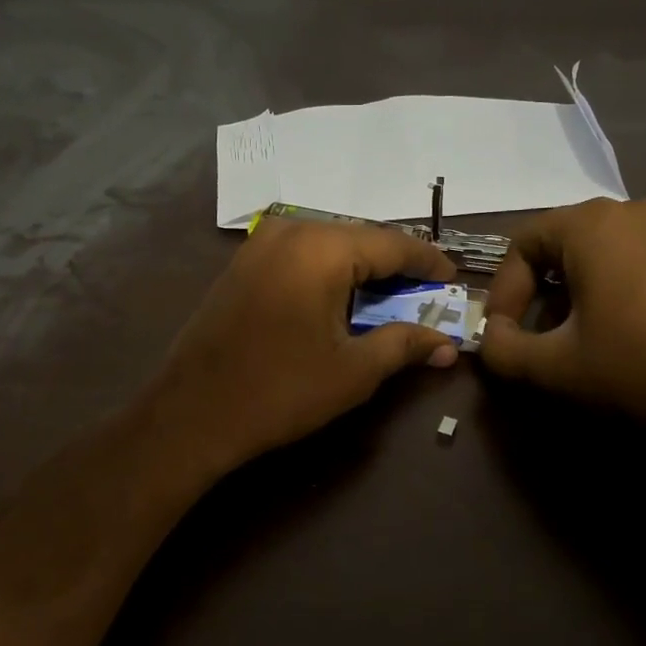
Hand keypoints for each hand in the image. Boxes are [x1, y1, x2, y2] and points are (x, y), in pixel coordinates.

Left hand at [143, 218, 458, 477]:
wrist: (194, 413)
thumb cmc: (280, 391)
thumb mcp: (353, 371)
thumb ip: (404, 345)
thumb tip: (448, 345)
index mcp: (321, 249)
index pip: (391, 244)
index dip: (427, 263)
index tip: (451, 279)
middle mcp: (290, 232)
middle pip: (359, 238)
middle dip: (394, 265)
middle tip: (424, 292)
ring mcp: (259, 245)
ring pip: (328, 245)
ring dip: (360, 268)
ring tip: (388, 296)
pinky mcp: (241, 264)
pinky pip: (299, 256)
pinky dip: (328, 272)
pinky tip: (341, 298)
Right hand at [477, 197, 645, 449]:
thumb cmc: (632, 367)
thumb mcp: (551, 365)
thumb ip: (502, 350)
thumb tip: (491, 339)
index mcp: (591, 223)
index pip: (523, 243)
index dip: (503, 291)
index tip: (502, 334)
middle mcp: (631, 210)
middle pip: (559, 244)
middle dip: (535, 292)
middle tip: (532, 337)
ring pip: (595, 253)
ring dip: (569, 292)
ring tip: (568, 338)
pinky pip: (629, 259)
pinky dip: (605, 288)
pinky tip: (610, 330)